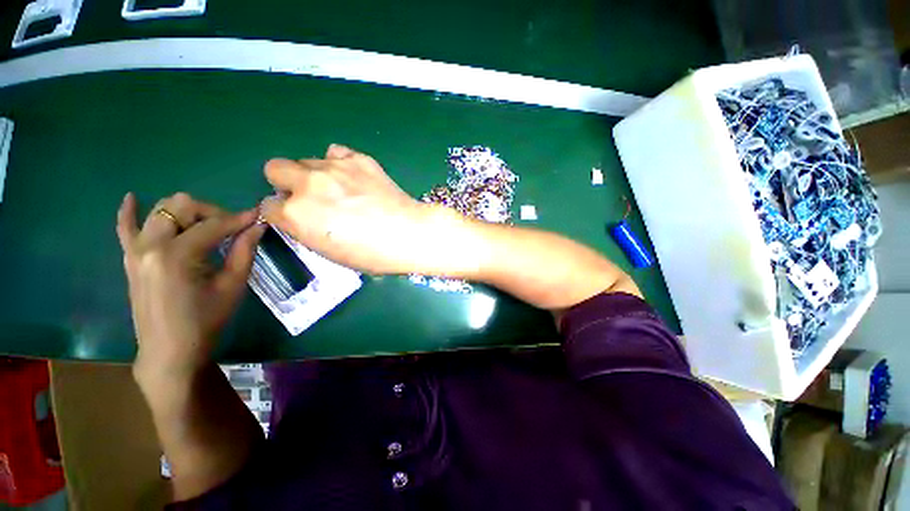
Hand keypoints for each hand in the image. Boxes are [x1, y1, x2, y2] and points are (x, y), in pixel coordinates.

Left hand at [116, 192, 264, 379]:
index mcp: (177, 255)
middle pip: (181, 206)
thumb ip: (244, 251)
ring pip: (159, 210)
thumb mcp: (232, 286)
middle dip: (211, 212)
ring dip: (186, 212)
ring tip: (206, 227)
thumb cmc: (206, 320)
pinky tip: (132, 198)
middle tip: (231, 229)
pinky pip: (124, 227)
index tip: (259, 216)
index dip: (239, 219)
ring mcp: (135, 250)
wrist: (170, 350)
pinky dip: (129, 211)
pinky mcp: (129, 258)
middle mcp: (150, 245)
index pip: (212, 225)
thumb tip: (259, 226)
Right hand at [261, 144, 443, 274]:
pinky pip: (336, 152)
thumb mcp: (329, 252)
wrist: (409, 234)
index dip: (283, 213)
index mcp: (296, 215)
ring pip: (307, 160)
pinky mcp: (358, 159)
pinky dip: (339, 163)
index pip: (268, 206)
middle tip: (313, 198)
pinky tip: (355, 178)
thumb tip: (302, 215)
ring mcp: (333, 168)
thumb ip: (306, 229)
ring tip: (341, 189)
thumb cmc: (372, 254)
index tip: (299, 218)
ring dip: (315, 174)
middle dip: (287, 184)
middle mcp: (308, 185)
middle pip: (275, 168)